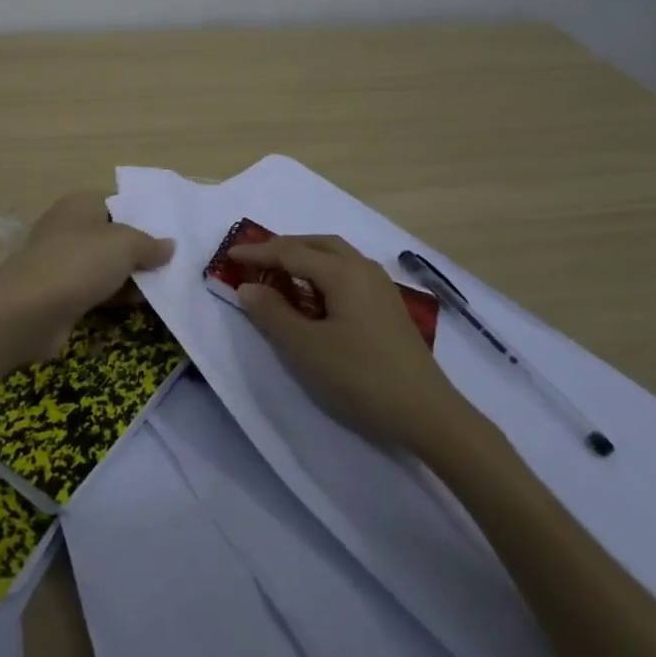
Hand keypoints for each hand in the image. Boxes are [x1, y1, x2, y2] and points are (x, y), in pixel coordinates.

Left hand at [0, 192, 174, 358]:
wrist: (29, 311)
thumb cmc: (79, 263)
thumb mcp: (125, 245)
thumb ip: (150, 244)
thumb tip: (169, 246)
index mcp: (80, 205)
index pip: (118, 202)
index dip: (145, 215)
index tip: (174, 231)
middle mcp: (69, 228)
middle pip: (114, 236)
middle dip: (142, 250)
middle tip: (177, 263)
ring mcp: (63, 263)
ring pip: (106, 266)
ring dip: (132, 277)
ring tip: (168, 286)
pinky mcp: (61, 294)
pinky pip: (97, 290)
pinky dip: (117, 296)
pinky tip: (142, 305)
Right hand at [231, 234, 481, 456]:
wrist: (426, 413)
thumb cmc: (360, 376)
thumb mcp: (305, 347)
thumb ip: (272, 313)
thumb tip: (248, 287)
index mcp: (342, 272)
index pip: (291, 251)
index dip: (258, 253)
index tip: (229, 256)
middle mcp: (363, 269)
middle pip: (317, 244)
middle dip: (284, 247)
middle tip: (255, 261)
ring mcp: (380, 287)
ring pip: (336, 256)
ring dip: (305, 258)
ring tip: (280, 275)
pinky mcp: (389, 306)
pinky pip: (348, 273)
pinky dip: (323, 273)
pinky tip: (314, 296)